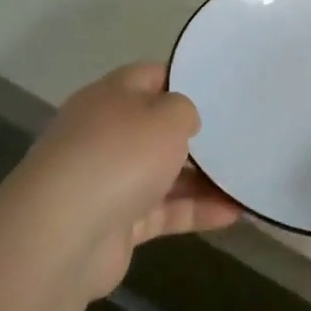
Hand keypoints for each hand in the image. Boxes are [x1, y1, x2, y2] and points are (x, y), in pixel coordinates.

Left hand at [0, 64, 239, 301]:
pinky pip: (165, 211)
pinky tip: (234, 213)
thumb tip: (183, 122)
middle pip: (157, 127)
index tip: (222, 87)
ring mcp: (109, 180)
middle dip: (197, 133)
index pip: (152, 76)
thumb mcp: (167, 115)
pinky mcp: (117, 222)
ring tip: (246, 178)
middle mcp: (106, 134)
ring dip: (204, 178)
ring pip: (164, 173)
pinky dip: (196, 211)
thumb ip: (185, 110)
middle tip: (240, 133)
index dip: (186, 78)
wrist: (63, 234)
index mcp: (111, 96)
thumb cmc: (119, 156)